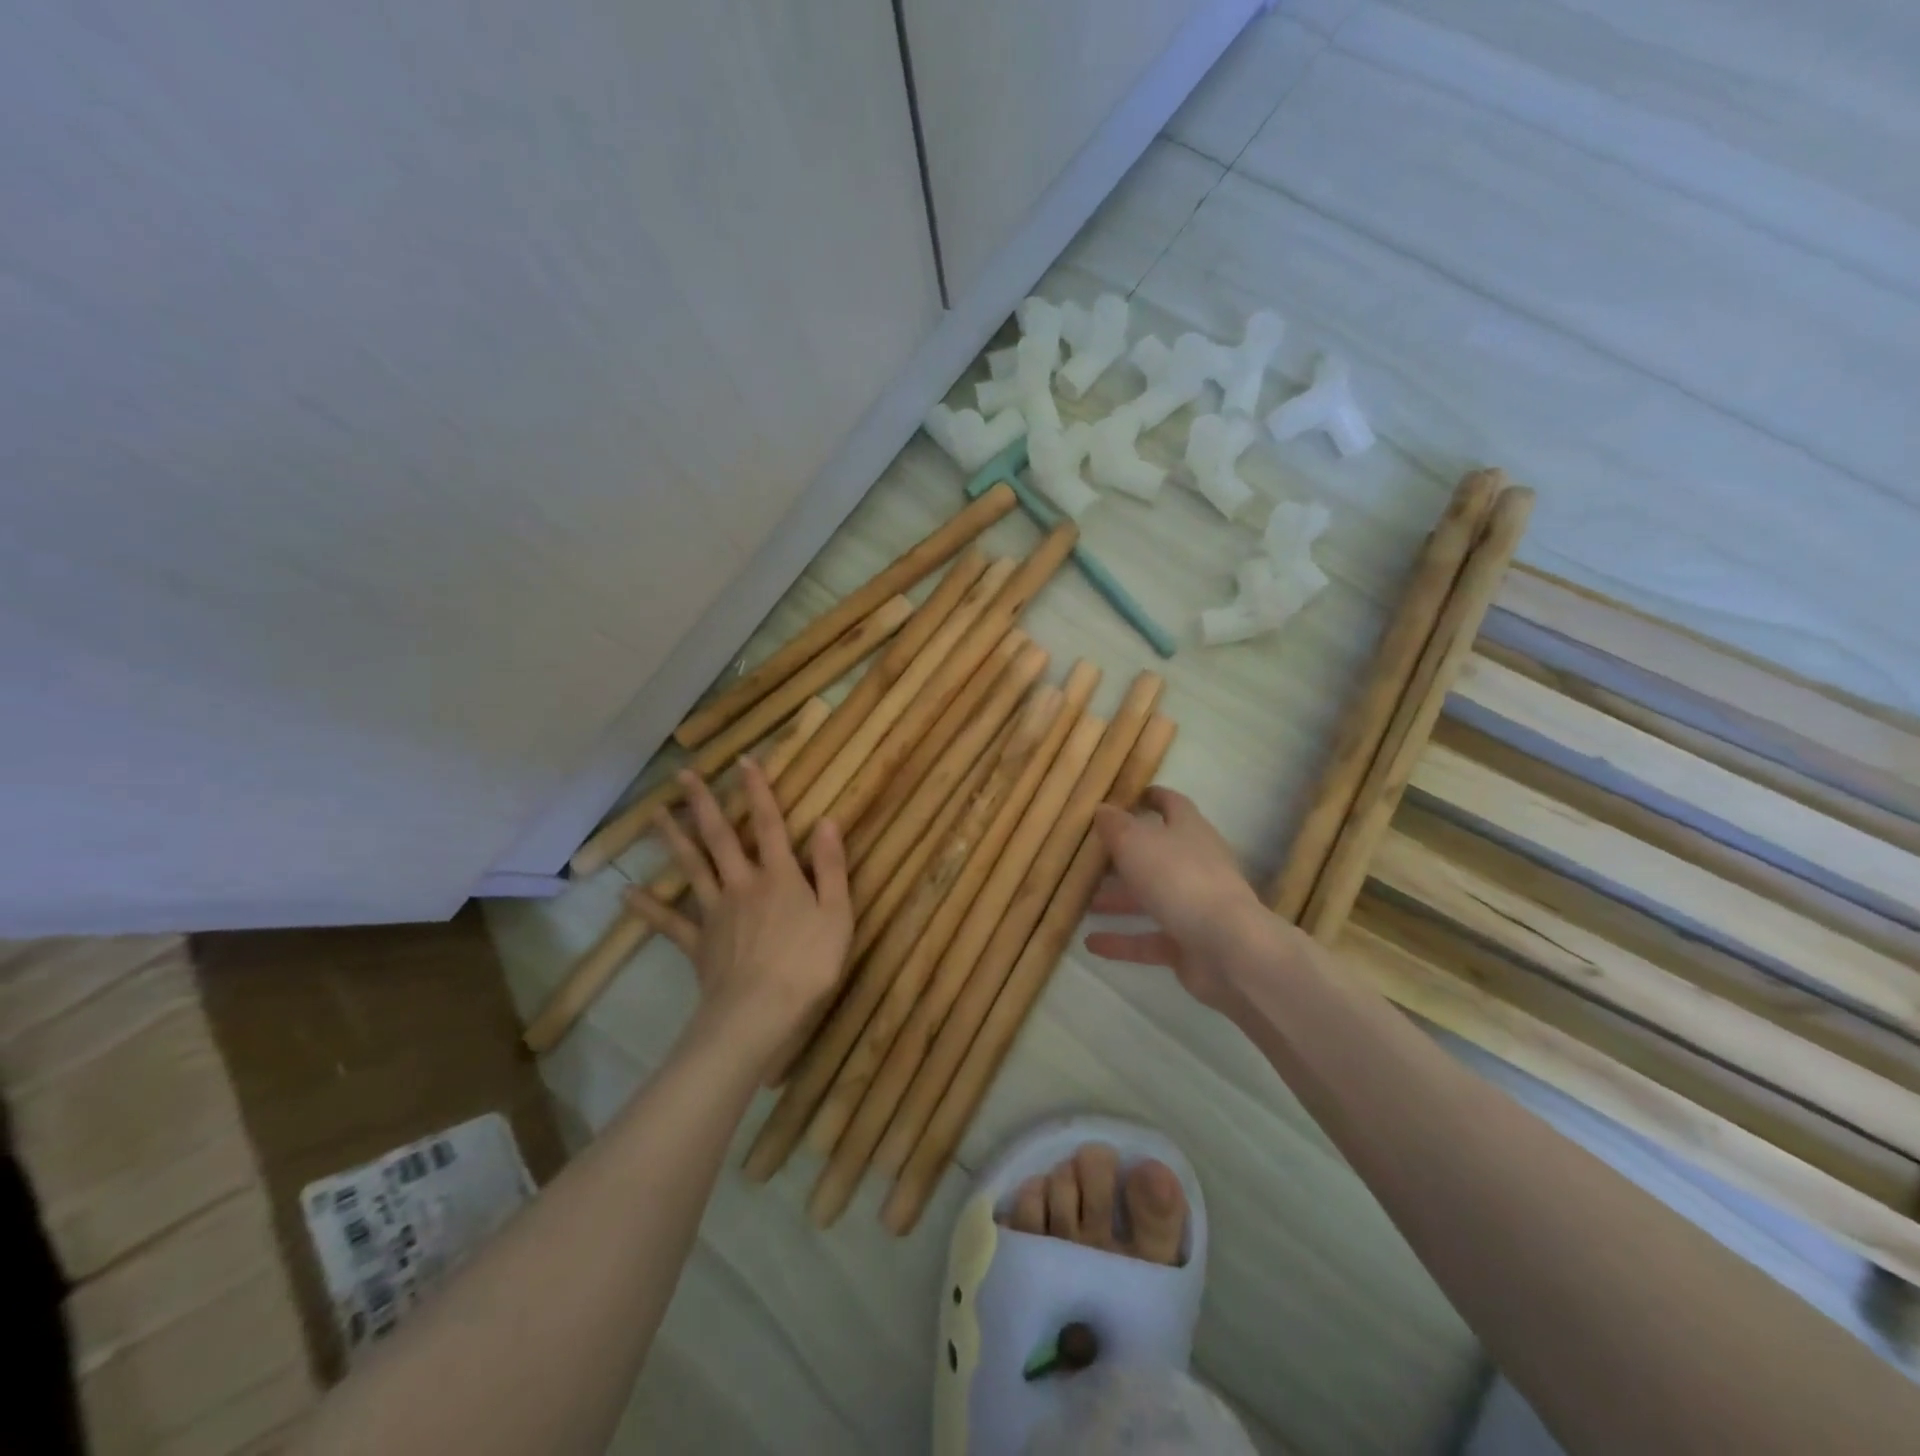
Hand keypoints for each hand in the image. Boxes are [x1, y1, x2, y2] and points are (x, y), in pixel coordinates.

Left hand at [629, 760, 851, 1064]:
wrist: (760, 1014)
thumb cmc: (809, 964)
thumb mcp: (837, 913)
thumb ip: (832, 866)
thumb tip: (826, 821)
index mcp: (779, 876)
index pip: (769, 824)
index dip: (758, 791)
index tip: (744, 760)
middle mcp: (743, 884)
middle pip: (720, 837)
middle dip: (704, 803)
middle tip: (683, 775)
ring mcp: (716, 912)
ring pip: (692, 867)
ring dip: (674, 839)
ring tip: (656, 814)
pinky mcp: (698, 943)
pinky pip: (670, 922)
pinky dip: (648, 908)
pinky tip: (626, 894)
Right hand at [1083, 786, 1282, 1014]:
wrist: (1227, 947)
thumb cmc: (1179, 880)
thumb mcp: (1136, 843)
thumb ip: (1115, 825)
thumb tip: (1102, 809)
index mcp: (1190, 831)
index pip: (1172, 805)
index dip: (1152, 797)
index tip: (1128, 796)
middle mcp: (1196, 864)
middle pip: (1158, 854)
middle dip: (1125, 855)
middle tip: (1090, 856)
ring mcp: (1195, 906)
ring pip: (1151, 897)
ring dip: (1119, 899)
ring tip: (1084, 902)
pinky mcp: (1189, 943)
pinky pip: (1150, 938)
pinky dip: (1122, 941)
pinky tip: (1091, 943)